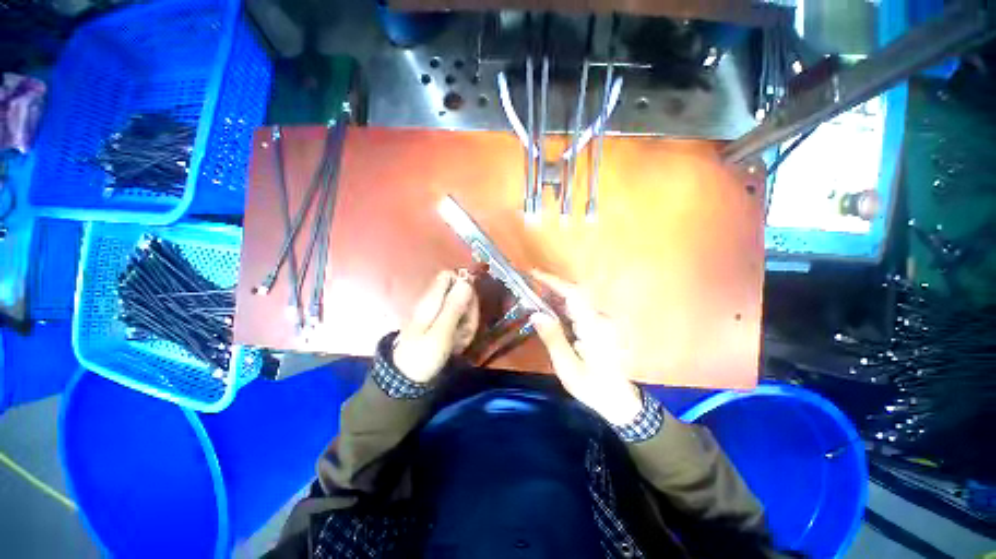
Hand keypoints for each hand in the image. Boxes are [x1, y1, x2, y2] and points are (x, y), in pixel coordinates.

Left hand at [393, 271, 478, 382]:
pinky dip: (463, 332)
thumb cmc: (422, 356)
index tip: (471, 302)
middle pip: (461, 292)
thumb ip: (454, 306)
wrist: (407, 380)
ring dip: (468, 323)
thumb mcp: (441, 332)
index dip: (464, 283)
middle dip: (469, 309)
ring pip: (464, 308)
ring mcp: (440, 314)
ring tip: (459, 341)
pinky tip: (458, 345)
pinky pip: (460, 321)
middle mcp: (435, 303)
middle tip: (465, 329)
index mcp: (431, 300)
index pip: (449, 275)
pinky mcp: (443, 325)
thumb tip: (466, 279)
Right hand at [530, 271, 642, 426]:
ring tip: (534, 296)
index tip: (535, 274)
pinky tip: (550, 312)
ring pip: (576, 301)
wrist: (621, 403)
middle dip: (551, 286)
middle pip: (574, 294)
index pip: (573, 294)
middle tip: (529, 285)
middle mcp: (599, 319)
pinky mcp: (599, 328)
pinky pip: (578, 310)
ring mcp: (601, 322)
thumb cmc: (594, 388)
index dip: (554, 282)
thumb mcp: (568, 368)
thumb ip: (553, 339)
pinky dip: (562, 306)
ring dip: (555, 295)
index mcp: (593, 326)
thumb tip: (536, 314)